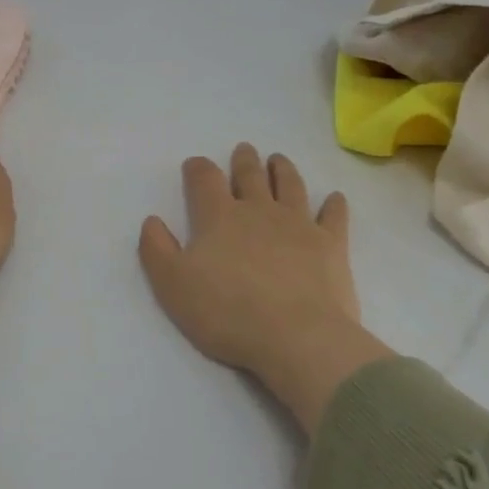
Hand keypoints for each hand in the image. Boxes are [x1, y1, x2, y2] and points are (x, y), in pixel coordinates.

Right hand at [139, 144, 390, 431]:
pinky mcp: (331, 245)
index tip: (195, 165)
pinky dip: (334, 205)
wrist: (297, 338)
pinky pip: (333, 216)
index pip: (204, 179)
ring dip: (283, 170)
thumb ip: (157, 249)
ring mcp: (298, 224)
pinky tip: (335, 198)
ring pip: (290, 186)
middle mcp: (258, 210)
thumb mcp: (172, 285)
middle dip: (244, 161)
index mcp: (218, 217)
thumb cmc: (227, 312)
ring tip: (279, 160)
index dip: (198, 169)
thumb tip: (152, 220)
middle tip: (244, 150)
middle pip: (250, 175)